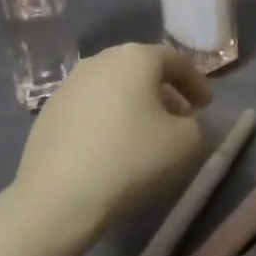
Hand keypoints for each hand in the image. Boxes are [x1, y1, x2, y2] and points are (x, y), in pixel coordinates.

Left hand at [3, 44, 212, 246]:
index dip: (197, 83)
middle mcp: (100, 61)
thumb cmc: (132, 159)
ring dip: (135, 104)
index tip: (207, 107)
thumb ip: (196, 124)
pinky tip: (113, 147)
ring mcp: (68, 85)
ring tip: (146, 133)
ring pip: (114, 87)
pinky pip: (90, 107)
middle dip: (165, 91)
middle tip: (180, 116)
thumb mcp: (188, 142)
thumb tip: (182, 122)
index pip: (176, 60)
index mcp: (135, 57)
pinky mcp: (47, 113)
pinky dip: (108, 118)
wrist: (58, 198)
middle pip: (142, 69)